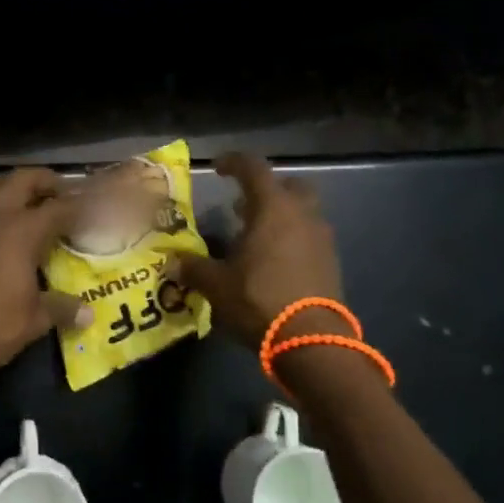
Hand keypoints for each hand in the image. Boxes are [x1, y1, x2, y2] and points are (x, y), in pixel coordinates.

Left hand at [0, 168, 91, 380]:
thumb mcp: (34, 321)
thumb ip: (61, 308)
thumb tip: (87, 313)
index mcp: (22, 230)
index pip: (59, 207)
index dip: (77, 206)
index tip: (87, 211)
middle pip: (22, 179)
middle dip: (44, 181)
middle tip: (57, 193)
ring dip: (9, 188)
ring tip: (20, 204)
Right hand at [168, 153, 342, 344]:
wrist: (312, 340)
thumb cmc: (259, 300)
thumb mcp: (216, 285)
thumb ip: (193, 268)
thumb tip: (173, 262)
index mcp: (273, 208)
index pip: (254, 168)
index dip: (234, 162)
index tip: (218, 167)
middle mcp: (302, 215)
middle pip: (288, 186)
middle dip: (266, 190)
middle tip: (243, 205)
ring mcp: (321, 238)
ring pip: (301, 213)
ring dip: (279, 217)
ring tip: (253, 237)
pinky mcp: (330, 263)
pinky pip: (309, 238)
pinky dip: (290, 240)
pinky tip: (271, 262)